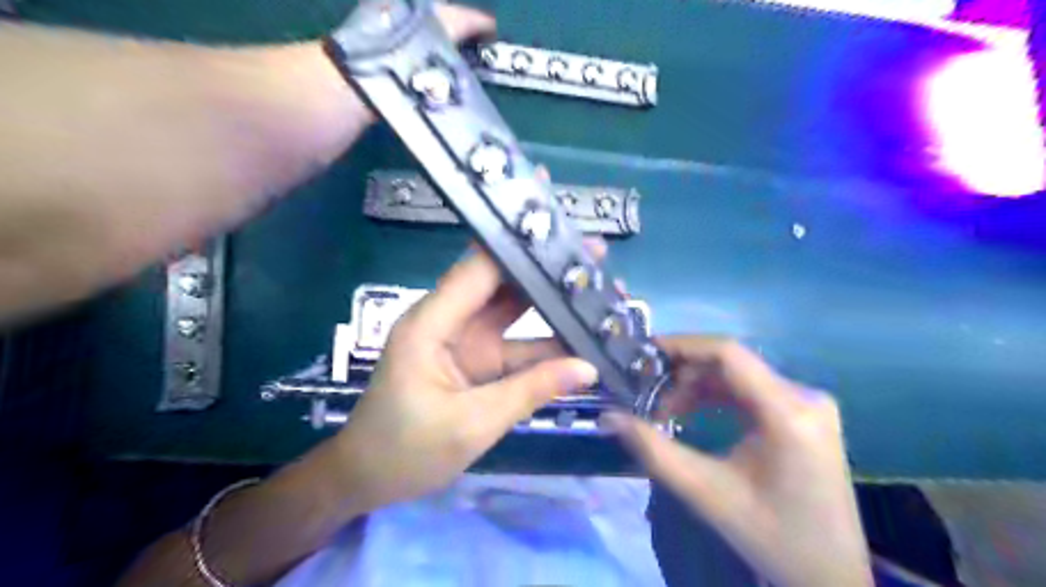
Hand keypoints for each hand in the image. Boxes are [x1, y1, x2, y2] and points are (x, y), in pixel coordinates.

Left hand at [330, 248, 599, 513]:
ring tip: (599, 294)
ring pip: (513, 313)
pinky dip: (546, 342)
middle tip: (595, 259)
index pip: (479, 270)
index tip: (567, 238)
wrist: (370, 480)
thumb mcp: (471, 424)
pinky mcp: (477, 362)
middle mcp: (449, 321)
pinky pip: (517, 345)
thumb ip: (531, 390)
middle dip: (545, 272)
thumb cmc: (406, 451)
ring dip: (551, 306)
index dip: (521, 250)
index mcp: (432, 322)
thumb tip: (589, 367)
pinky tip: (581, 338)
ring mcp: (466, 341)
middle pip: (500, 284)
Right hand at [602, 338, 870, 583]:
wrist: (828, 574)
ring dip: (698, 386)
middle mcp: (805, 397)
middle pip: (732, 363)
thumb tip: (609, 417)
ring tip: (666, 411)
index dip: (683, 345)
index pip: (729, 354)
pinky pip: (752, 390)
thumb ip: (653, 450)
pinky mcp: (804, 415)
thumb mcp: (705, 492)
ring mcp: (809, 404)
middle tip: (648, 395)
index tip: (644, 354)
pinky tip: (694, 413)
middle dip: (684, 374)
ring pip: (739, 375)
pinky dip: (717, 396)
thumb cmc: (770, 536)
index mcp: (788, 413)